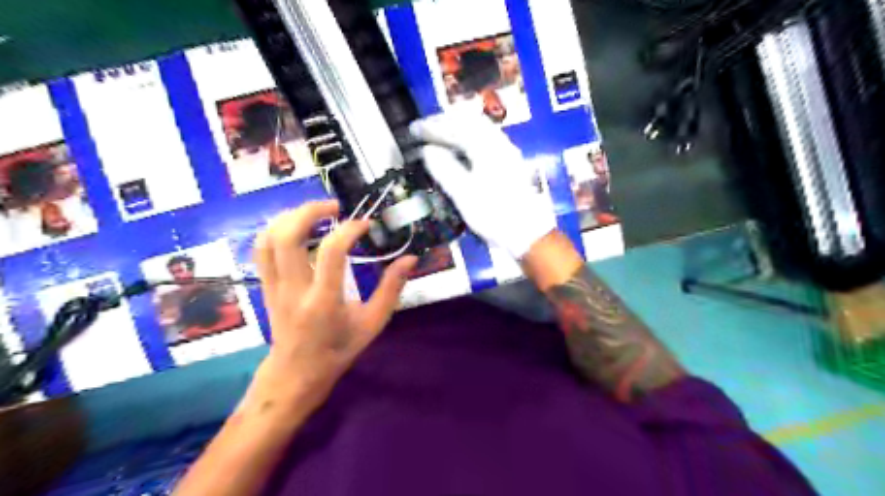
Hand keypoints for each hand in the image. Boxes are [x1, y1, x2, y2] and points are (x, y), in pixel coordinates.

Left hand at [248, 200, 415, 411]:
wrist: (296, 373)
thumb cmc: (338, 349)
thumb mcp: (373, 323)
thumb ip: (392, 289)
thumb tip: (411, 259)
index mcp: (324, 302)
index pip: (331, 253)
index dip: (349, 230)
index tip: (366, 224)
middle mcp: (294, 290)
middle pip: (287, 238)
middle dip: (309, 211)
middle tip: (335, 205)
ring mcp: (274, 287)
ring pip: (267, 240)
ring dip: (290, 217)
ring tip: (316, 212)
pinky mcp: (265, 285)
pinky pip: (262, 249)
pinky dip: (277, 229)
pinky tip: (297, 226)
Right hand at [407, 110, 550, 259]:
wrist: (526, 233)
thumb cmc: (492, 214)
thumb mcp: (462, 193)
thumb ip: (443, 168)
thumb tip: (427, 150)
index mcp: (486, 148)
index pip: (455, 127)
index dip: (432, 127)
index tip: (414, 130)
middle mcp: (499, 143)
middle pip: (470, 122)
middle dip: (445, 122)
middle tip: (425, 128)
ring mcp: (507, 152)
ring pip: (480, 129)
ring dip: (458, 128)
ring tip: (439, 135)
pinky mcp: (510, 163)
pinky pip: (486, 140)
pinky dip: (469, 137)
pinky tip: (461, 148)